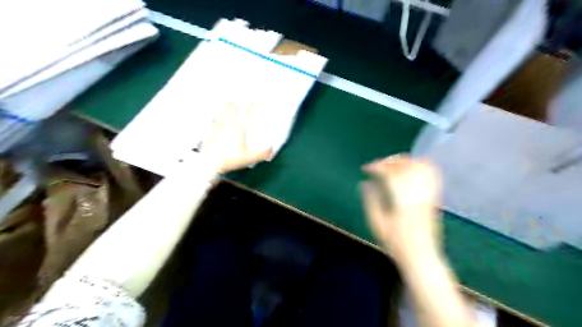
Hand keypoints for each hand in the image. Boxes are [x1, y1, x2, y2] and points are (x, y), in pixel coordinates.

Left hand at [201, 100, 273, 172]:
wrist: (209, 163)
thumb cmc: (229, 159)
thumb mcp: (249, 158)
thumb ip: (262, 154)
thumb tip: (271, 149)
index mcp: (238, 128)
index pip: (247, 113)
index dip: (252, 104)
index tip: (255, 97)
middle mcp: (227, 125)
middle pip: (233, 110)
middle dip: (238, 102)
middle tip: (240, 95)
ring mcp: (217, 128)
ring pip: (222, 113)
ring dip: (226, 106)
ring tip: (228, 100)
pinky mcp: (209, 134)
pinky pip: (213, 122)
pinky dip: (215, 118)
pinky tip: (214, 118)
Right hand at [360, 154, 441, 262]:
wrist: (421, 258)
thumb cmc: (396, 243)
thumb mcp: (377, 223)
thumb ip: (370, 200)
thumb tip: (364, 183)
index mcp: (402, 199)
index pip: (389, 173)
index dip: (376, 167)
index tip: (365, 169)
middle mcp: (417, 192)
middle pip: (406, 165)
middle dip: (389, 161)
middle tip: (377, 166)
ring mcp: (428, 194)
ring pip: (420, 166)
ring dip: (405, 161)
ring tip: (392, 164)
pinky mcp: (434, 198)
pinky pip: (432, 174)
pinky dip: (421, 165)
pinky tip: (412, 167)